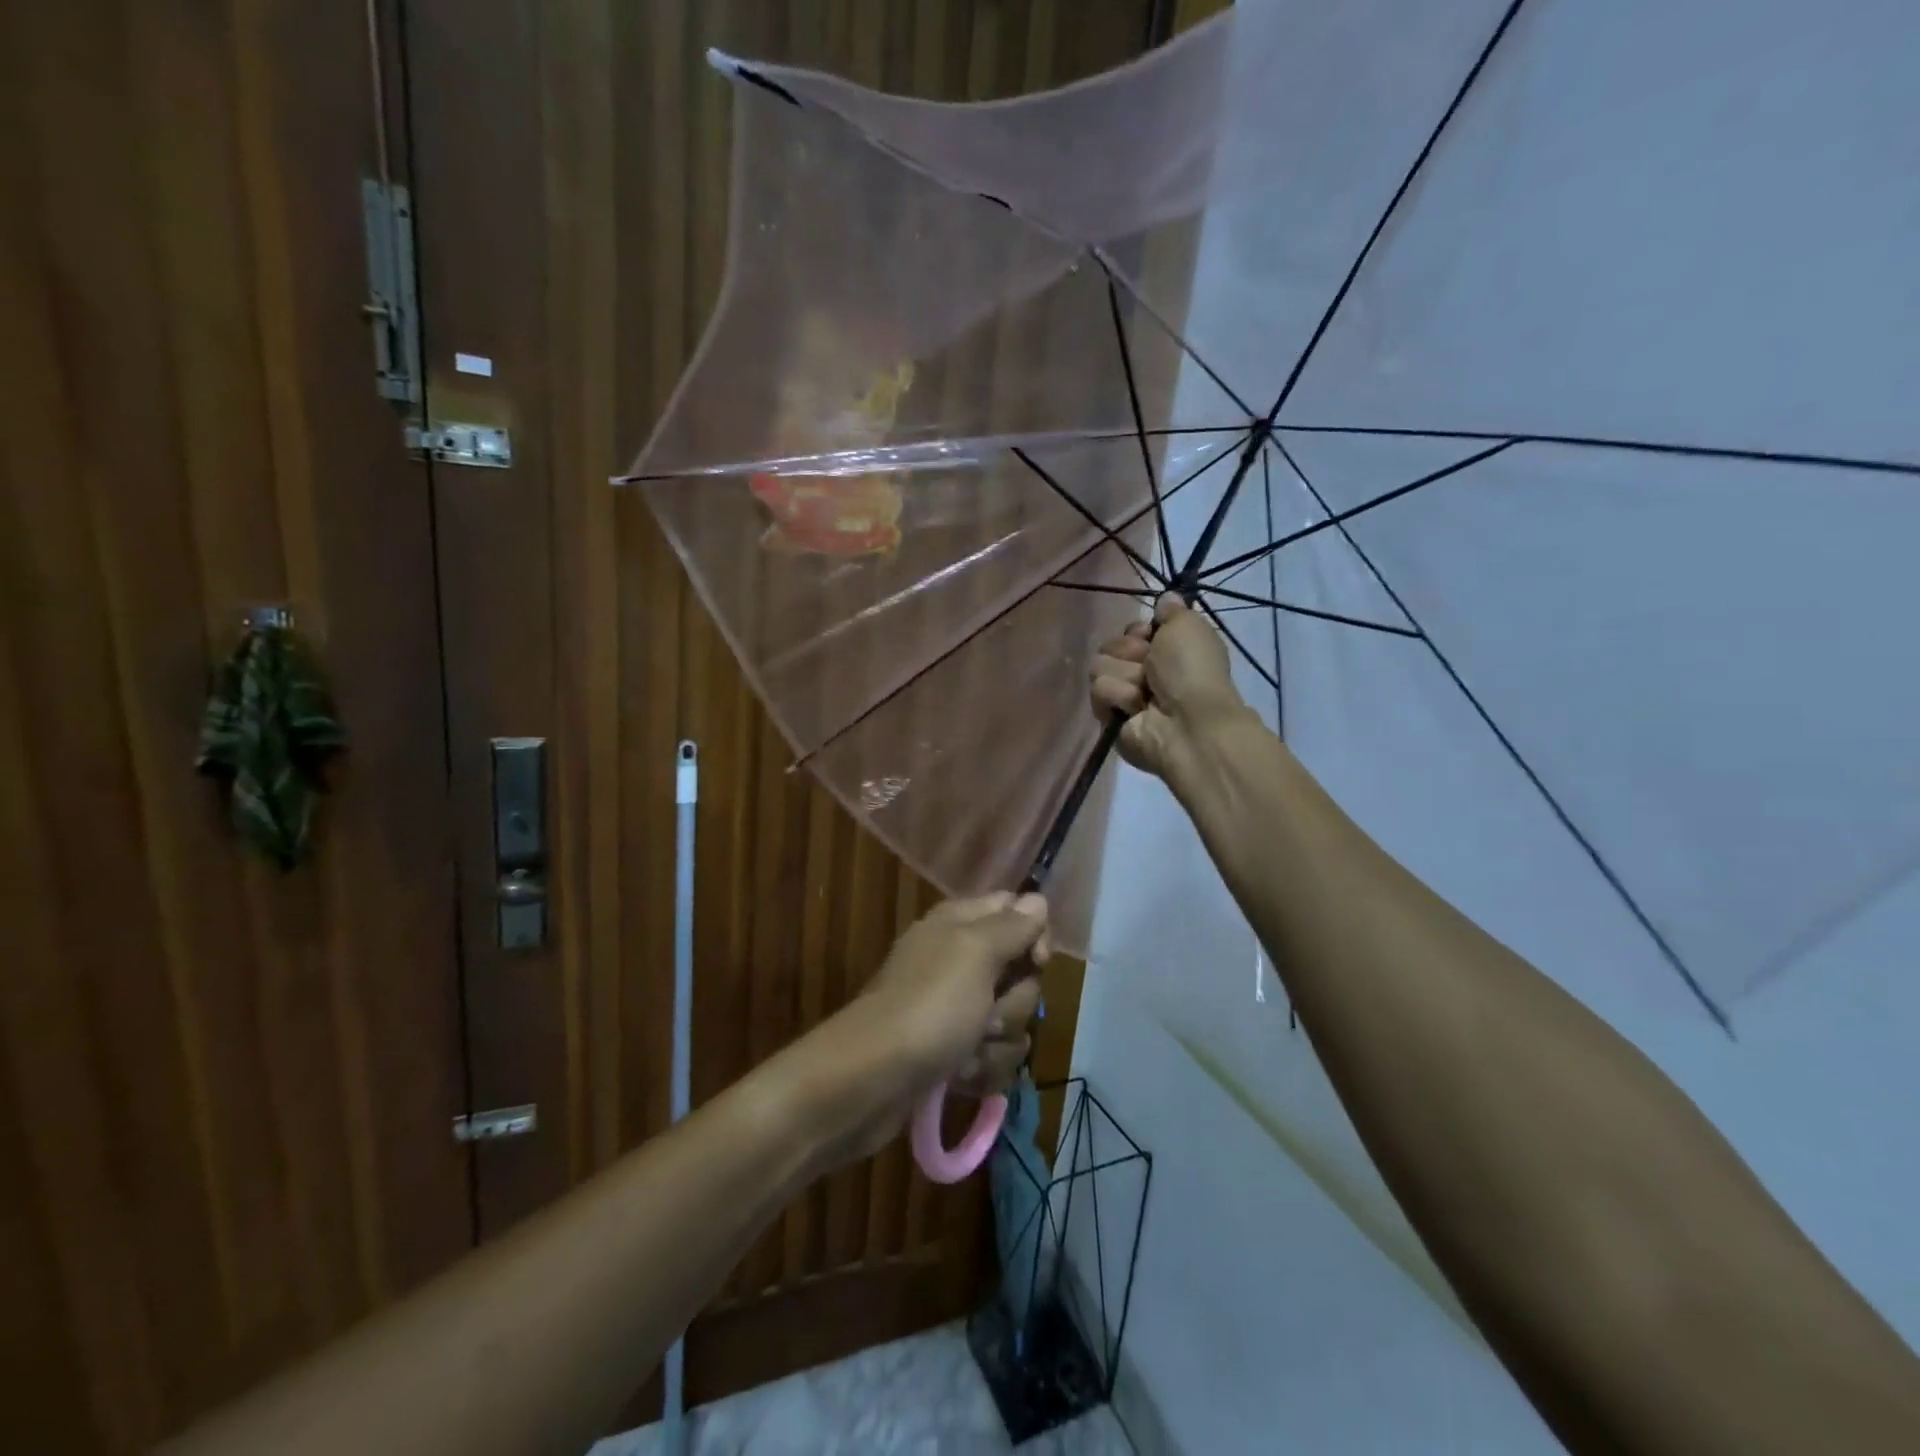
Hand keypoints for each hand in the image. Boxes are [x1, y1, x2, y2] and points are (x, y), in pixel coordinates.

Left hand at [862, 892, 1048, 1095]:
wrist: (872, 1078)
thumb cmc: (929, 1005)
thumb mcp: (974, 952)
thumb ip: (1011, 925)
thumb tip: (1038, 899)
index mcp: (960, 924)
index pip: (1016, 911)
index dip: (1035, 935)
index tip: (1037, 961)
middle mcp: (959, 961)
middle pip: (1021, 973)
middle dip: (1015, 1002)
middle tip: (989, 1014)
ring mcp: (956, 1009)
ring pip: (1012, 1019)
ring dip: (999, 1042)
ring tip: (968, 1053)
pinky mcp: (954, 1052)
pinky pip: (994, 1055)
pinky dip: (982, 1069)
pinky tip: (961, 1076)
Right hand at [1090, 594, 1246, 778]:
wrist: (1187, 721)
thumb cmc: (1192, 671)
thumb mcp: (1188, 626)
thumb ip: (1172, 610)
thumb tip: (1166, 597)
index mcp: (1165, 651)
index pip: (1131, 630)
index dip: (1138, 631)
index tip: (1150, 636)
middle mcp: (1144, 672)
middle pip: (1111, 646)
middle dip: (1129, 652)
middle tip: (1151, 668)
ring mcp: (1124, 695)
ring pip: (1100, 667)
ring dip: (1125, 676)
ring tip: (1145, 693)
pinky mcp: (1109, 717)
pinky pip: (1099, 692)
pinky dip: (1119, 697)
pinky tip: (1136, 709)